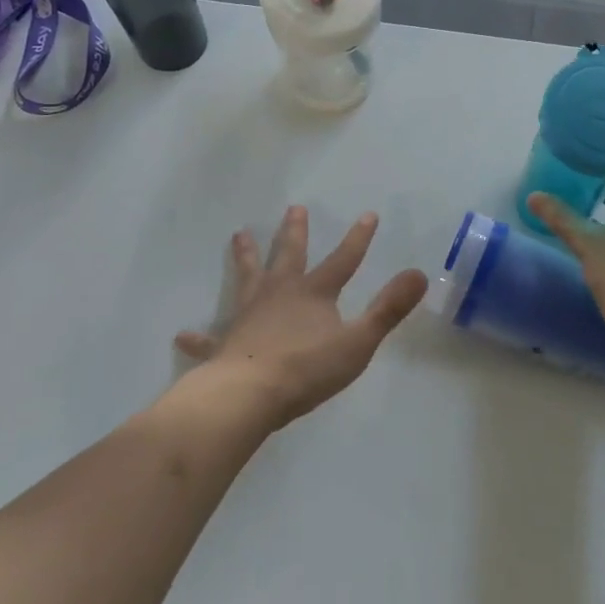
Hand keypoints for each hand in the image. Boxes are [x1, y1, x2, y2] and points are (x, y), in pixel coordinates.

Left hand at [176, 206, 428, 429]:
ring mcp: (249, 316)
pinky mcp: (226, 343)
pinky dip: (200, 337)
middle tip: (294, 209)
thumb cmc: (308, 369)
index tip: (368, 214)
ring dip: (246, 257)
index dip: (358, 239)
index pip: (342, 260)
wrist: (249, 394)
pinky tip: (184, 335)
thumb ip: (389, 309)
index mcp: (314, 294)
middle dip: (294, 232)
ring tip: (239, 235)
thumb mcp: (358, 341)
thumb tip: (420, 273)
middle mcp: (280, 295)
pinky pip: (210, 338)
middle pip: (289, 256)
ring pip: (248, 278)